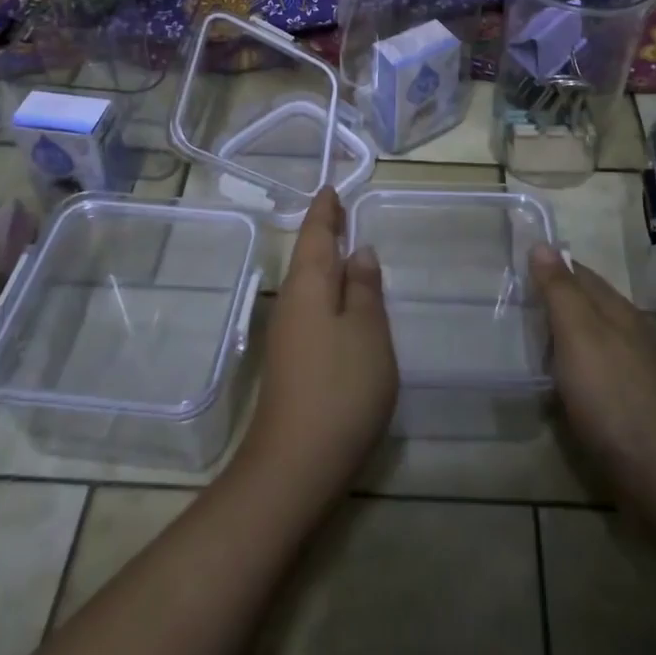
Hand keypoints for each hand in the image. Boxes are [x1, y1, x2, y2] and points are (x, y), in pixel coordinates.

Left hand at [239, 188, 397, 502]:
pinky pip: (311, 308)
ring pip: (308, 284)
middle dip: (323, 233)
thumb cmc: (340, 387)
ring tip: (346, 248)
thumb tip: (359, 252)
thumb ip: (365, 289)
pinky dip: (326, 291)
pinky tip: (341, 302)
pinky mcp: (292, 363)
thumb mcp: (367, 332)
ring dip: (325, 262)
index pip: (316, 235)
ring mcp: (288, 335)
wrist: (296, 464)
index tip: (331, 190)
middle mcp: (292, 303)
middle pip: (307, 257)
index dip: (326, 212)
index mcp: (309, 286)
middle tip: (340, 211)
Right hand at [529, 244, 655, 523]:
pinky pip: (589, 375)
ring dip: (556, 338)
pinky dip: (566, 371)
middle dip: (548, 302)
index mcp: (617, 310)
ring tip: (518, 341)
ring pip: (586, 341)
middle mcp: (627, 333)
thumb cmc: (614, 398)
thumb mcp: (579, 334)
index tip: (509, 267)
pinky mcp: (627, 408)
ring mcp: (631, 372)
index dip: (545, 266)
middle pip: (583, 305)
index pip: (577, 272)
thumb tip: (541, 244)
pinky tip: (549, 385)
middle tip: (505, 304)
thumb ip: (559, 290)